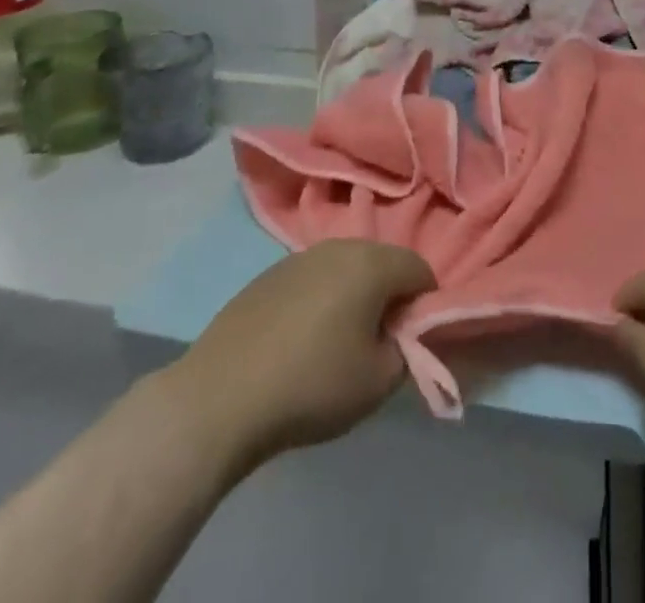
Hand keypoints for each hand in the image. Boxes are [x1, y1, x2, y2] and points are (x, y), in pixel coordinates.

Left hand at [166, 240, 436, 473]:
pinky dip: (320, 301)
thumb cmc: (311, 386)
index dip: (425, 305)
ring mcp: (299, 257)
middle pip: (383, 263)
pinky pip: (313, 280)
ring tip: (338, 344)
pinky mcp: (269, 275)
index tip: (411, 342)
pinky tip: (300, 342)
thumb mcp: (378, 382)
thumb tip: (404, 335)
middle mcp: (339, 247)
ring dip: (354, 296)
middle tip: (377, 344)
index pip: (420, 270)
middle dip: (389, 297)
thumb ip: (407, 351)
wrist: (219, 398)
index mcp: (371, 263)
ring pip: (346, 269)